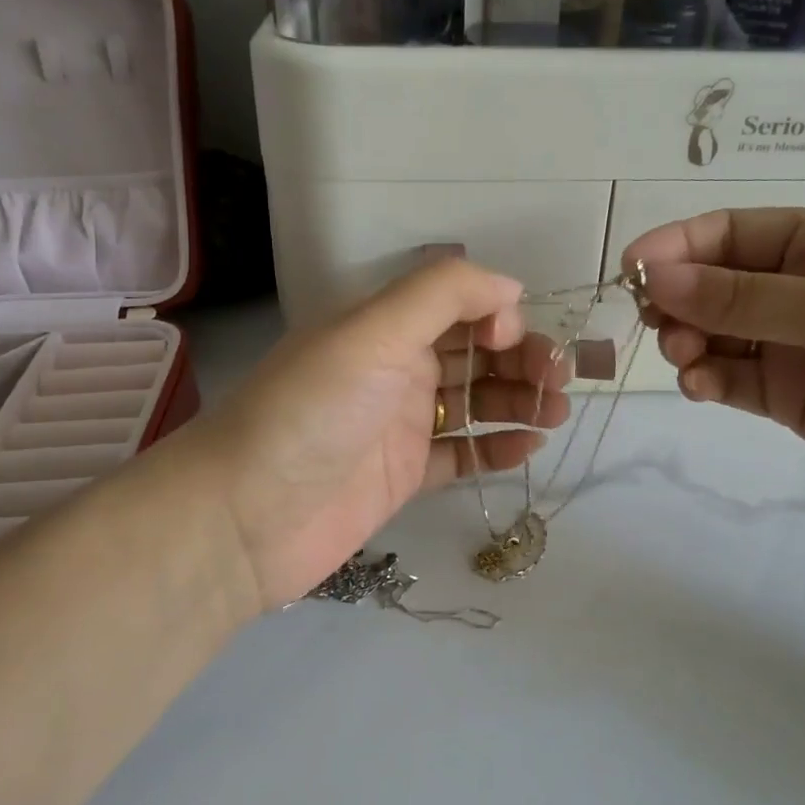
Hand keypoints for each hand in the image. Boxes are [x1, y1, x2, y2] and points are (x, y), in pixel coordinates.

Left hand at [175, 259, 571, 613]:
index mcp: (382, 327)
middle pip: (472, 354)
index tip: (513, 338)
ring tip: (556, 414)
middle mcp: (393, 370)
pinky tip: (527, 448)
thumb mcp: (371, 333)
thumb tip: (511, 287)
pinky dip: (495, 449)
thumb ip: (442, 295)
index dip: (495, 315)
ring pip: (474, 403)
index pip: (456, 306)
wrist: (246, 517)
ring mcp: (399, 426)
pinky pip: (461, 454)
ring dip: (518, 402)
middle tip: (558, 384)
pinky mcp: (404, 477)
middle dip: (520, 360)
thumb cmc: (311, 413)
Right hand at [625, 210, 804, 559]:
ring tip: (685, 358)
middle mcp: (799, 288)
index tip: (630, 270)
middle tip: (655, 321)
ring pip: (713, 334)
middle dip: (678, 298)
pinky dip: (706, 380)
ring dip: (687, 341)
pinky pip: (729, 379)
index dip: (677, 246)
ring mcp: (791, 345)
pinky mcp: (786, 396)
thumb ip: (740, 298)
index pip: (730, 233)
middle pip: (712, 283)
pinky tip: (699, 387)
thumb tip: (653, 276)